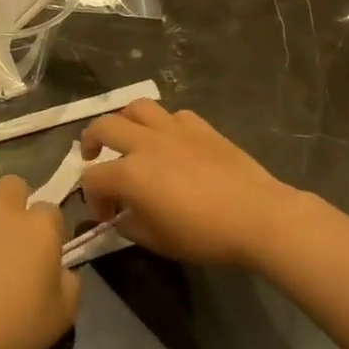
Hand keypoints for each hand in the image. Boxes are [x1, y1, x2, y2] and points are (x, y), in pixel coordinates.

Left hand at [0, 173, 80, 348]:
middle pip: (14, 185)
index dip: (46, 230)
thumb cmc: (15, 329)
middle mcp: (5, 206)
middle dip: (14, 203)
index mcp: (41, 226)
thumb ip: (70, 281)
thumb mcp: (64, 315)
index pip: (51, 210)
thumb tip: (61, 268)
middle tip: (7, 234)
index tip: (39, 251)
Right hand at [80, 101, 300, 269]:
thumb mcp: (158, 241)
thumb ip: (130, 225)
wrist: (258, 216)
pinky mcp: (200, 126)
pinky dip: (163, 124)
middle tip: (94, 157)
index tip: (106, 215)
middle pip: (103, 127)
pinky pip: (172, 115)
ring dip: (124, 121)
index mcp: (129, 173)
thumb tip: (121, 216)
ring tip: (128, 137)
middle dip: (91, 142)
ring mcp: (173, 129)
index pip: (92, 179)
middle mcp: (145, 143)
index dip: (92, 198)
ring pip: (136, 107)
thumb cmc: (205, 235)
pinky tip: (170, 141)